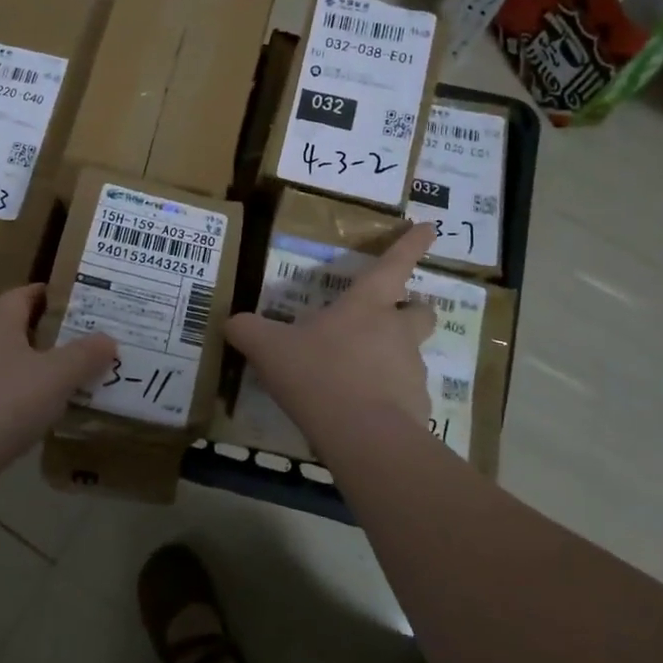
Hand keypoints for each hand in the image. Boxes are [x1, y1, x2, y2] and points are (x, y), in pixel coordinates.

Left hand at [0, 285, 116, 494]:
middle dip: (44, 334)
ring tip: (65, 383)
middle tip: (79, 343)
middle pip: (11, 329)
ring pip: (3, 366)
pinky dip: (16, 402)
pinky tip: (35, 419)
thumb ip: (86, 355)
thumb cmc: (4, 404)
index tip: (73, 298)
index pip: (20, 295)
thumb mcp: (57, 376)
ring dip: (30, 371)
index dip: (45, 293)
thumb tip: (108, 338)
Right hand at [226, 223, 436, 425]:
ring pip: (411, 355)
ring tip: (356, 380)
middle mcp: (396, 331)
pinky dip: (389, 400)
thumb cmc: (317, 374)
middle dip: (412, 310)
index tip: (429, 227)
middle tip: (387, 321)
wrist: (362, 436)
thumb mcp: (269, 349)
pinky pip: (405, 396)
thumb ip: (248, 331)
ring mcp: (412, 370)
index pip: (394, 264)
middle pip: (421, 311)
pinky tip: (362, 415)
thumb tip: (232, 322)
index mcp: (366, 305)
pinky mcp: (418, 407)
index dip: (411, 244)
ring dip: (391, 360)